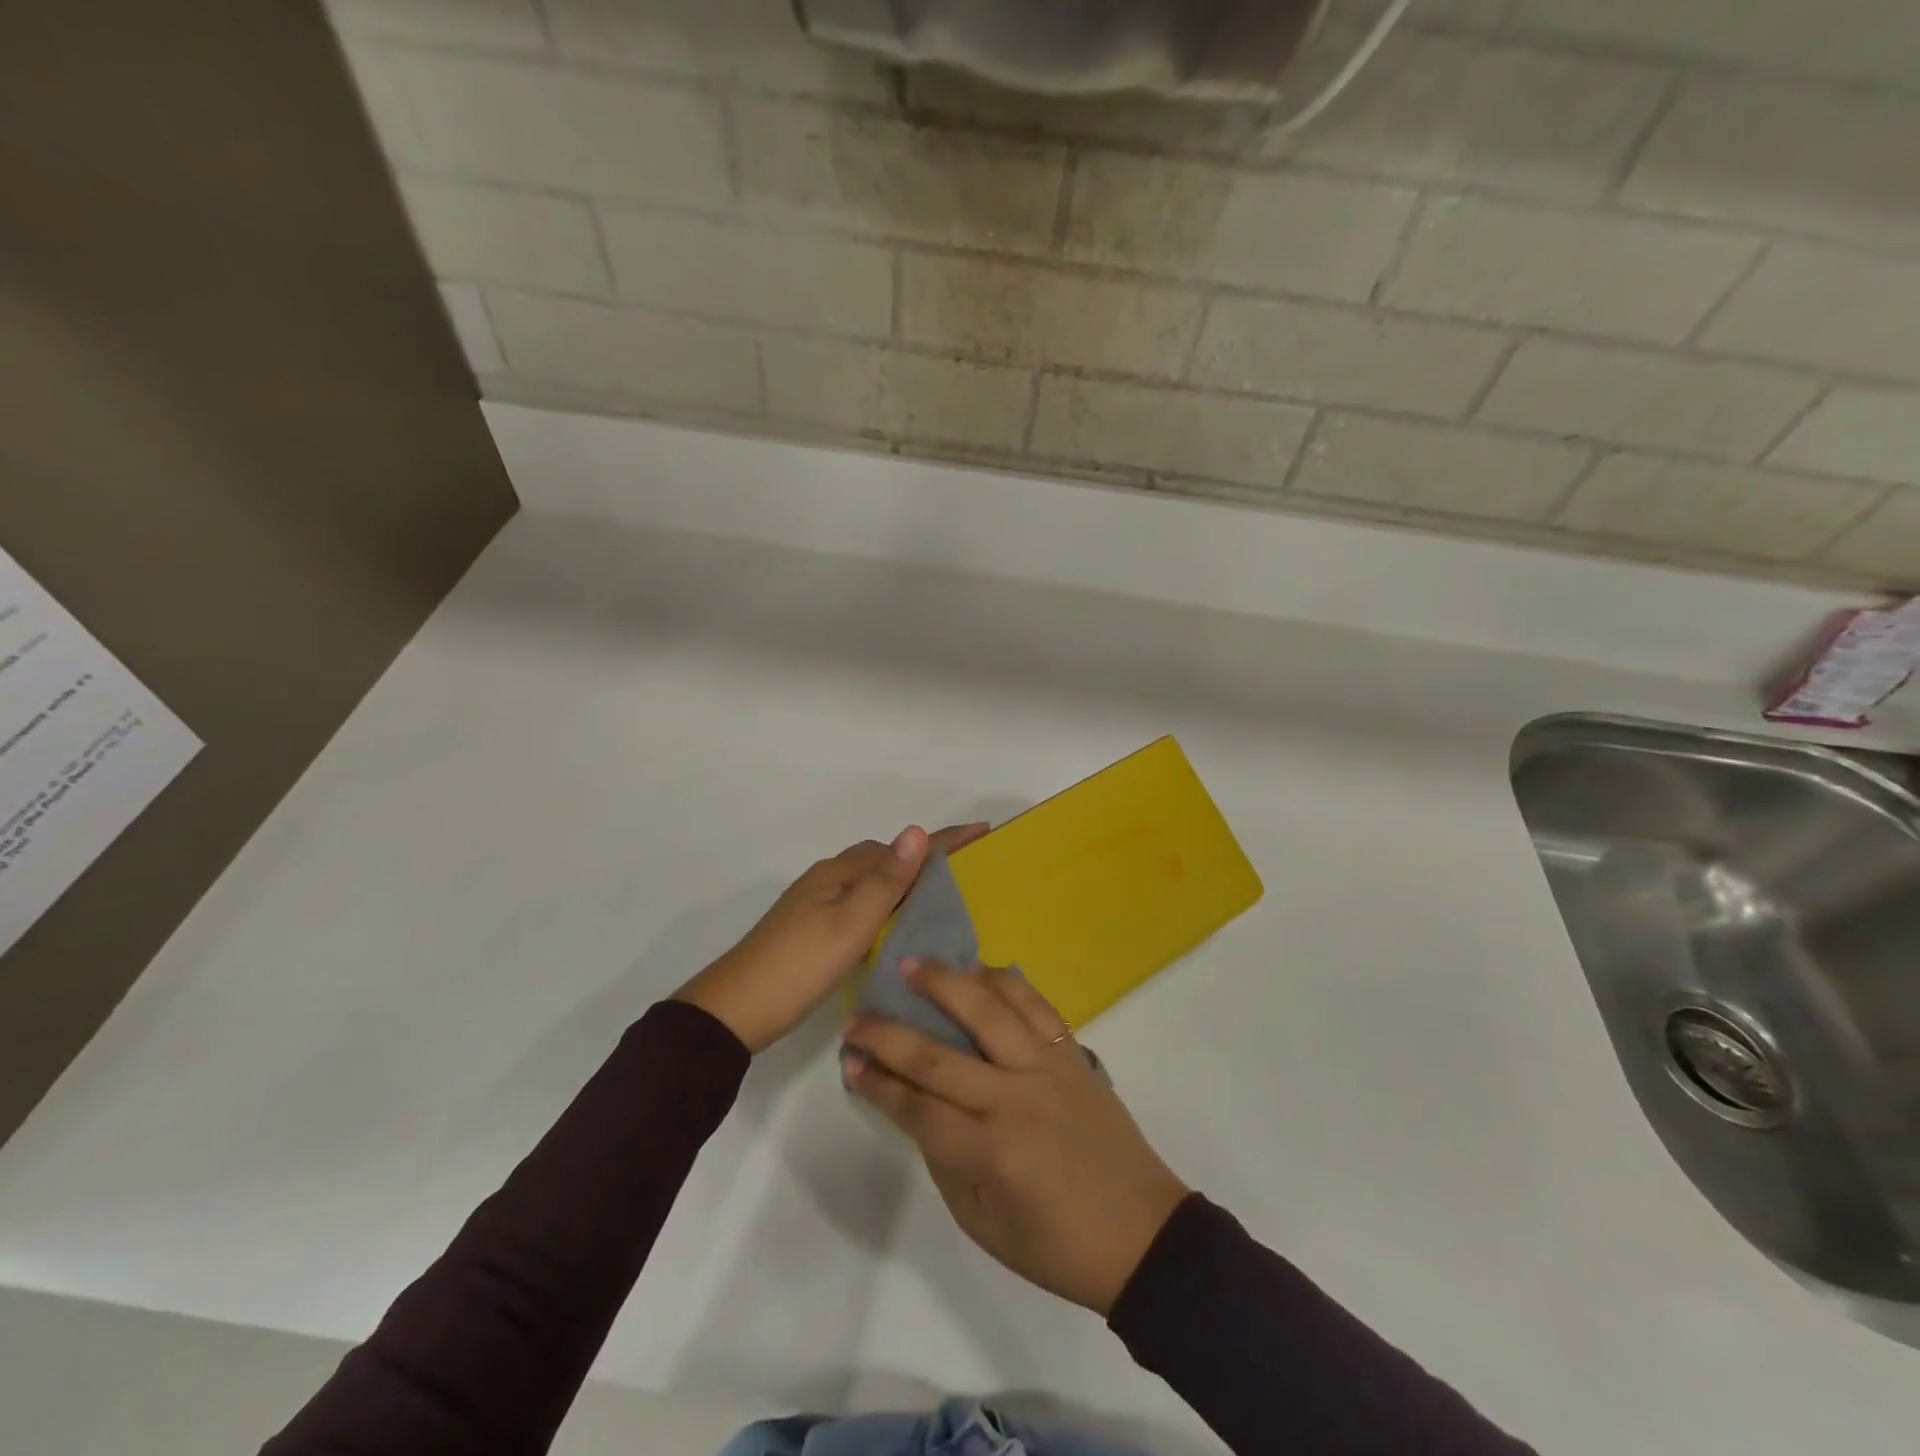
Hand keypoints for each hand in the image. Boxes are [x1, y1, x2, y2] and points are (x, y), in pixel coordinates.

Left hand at [673, 823, 989, 1053]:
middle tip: (967, 876)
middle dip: (926, 859)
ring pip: (872, 882)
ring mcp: (817, 903)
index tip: (983, 832)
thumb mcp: (850, 924)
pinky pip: (860, 903)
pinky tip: (895, 930)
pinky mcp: (812, 928)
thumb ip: (886, 880)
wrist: (735, 1010)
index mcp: (841, 872)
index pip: (902, 848)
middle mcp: (830, 878)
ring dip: (905, 883)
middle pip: (886, 859)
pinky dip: (885, 906)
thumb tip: (917, 830)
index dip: (943, 840)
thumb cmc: (799, 965)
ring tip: (940, 903)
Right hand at [843, 961, 1190, 1314]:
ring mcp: (1047, 1067)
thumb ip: (945, 1159)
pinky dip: (1005, 981)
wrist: (1142, 1232)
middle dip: (888, 1034)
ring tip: (911, 965)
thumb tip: (915, 1104)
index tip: (848, 1062)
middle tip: (856, 1016)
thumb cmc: (1057, 1245)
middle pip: (938, 1055)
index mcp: (991, 1153)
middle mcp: (1015, 1099)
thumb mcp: (983, 1224)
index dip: (877, 1085)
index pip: (917, 1108)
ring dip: (945, 983)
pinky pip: (1035, 1004)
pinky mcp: (1072, 1053)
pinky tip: (980, 970)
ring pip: (988, 1009)